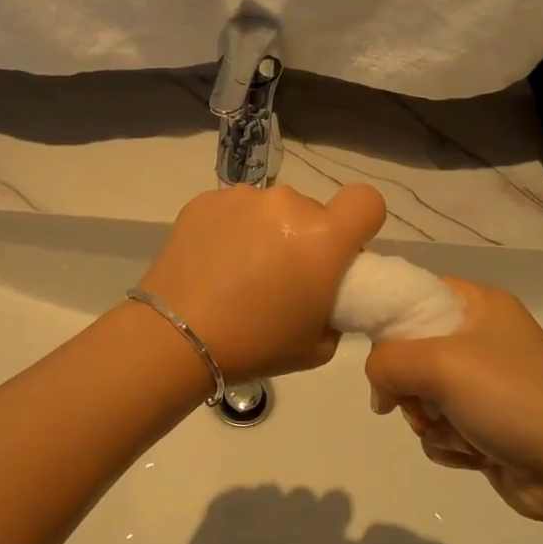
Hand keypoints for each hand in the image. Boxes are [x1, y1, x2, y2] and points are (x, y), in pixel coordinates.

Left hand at [137, 182, 386, 380]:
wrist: (176, 336)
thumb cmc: (255, 345)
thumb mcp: (318, 344)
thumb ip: (335, 307)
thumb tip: (323, 290)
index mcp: (323, 236)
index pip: (366, 201)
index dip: (361, 222)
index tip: (343, 250)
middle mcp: (286, 204)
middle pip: (312, 210)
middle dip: (305, 236)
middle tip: (281, 276)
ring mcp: (242, 198)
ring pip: (270, 209)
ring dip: (265, 231)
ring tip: (239, 271)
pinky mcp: (205, 200)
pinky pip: (233, 210)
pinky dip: (230, 230)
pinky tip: (212, 262)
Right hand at [363, 278, 542, 529]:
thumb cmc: (512, 398)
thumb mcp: (439, 364)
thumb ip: (386, 362)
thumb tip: (379, 391)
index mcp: (478, 305)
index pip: (413, 293)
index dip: (388, 318)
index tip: (378, 350)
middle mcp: (480, 339)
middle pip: (409, 351)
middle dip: (409, 386)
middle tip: (421, 402)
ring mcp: (484, 385)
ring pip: (420, 396)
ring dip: (428, 421)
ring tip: (457, 433)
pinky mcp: (486, 426)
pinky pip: (440, 428)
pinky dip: (448, 444)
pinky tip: (473, 454)